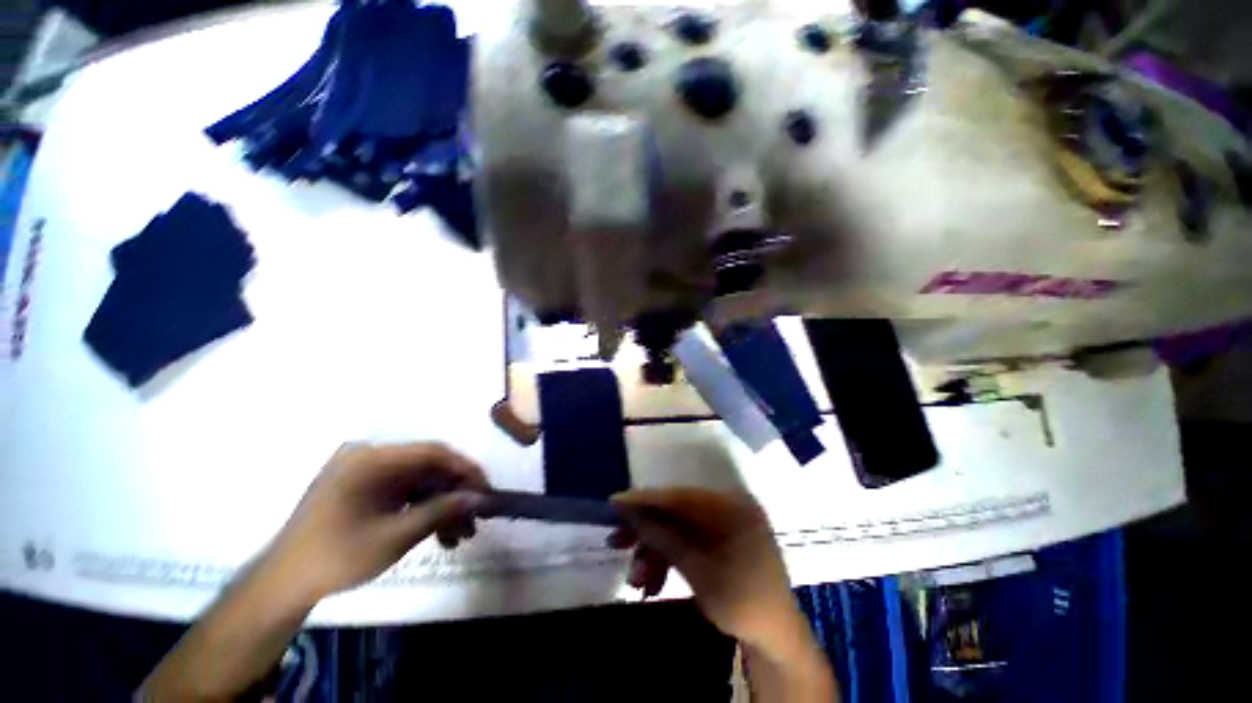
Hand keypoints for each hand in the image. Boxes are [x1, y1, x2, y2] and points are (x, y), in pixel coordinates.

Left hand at [262, 443, 490, 601]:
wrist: (281, 586)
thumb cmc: (336, 557)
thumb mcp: (395, 536)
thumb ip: (442, 511)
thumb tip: (480, 498)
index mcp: (371, 458)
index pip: (433, 452)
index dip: (465, 470)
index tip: (486, 491)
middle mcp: (370, 457)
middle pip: (428, 469)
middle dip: (455, 495)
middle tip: (475, 519)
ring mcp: (365, 474)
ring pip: (419, 483)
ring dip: (442, 507)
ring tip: (460, 536)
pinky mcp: (363, 490)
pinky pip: (403, 493)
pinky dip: (423, 511)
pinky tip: (438, 535)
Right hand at [609, 488, 801, 649]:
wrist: (777, 637)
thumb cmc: (743, 605)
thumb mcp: (699, 573)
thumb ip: (664, 539)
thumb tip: (631, 514)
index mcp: (731, 508)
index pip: (681, 497)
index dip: (646, 499)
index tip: (615, 502)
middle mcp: (728, 506)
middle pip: (677, 511)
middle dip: (646, 531)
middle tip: (617, 542)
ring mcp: (725, 521)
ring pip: (679, 527)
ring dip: (655, 550)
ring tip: (637, 579)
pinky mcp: (720, 537)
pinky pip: (689, 539)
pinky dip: (669, 557)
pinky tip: (653, 580)